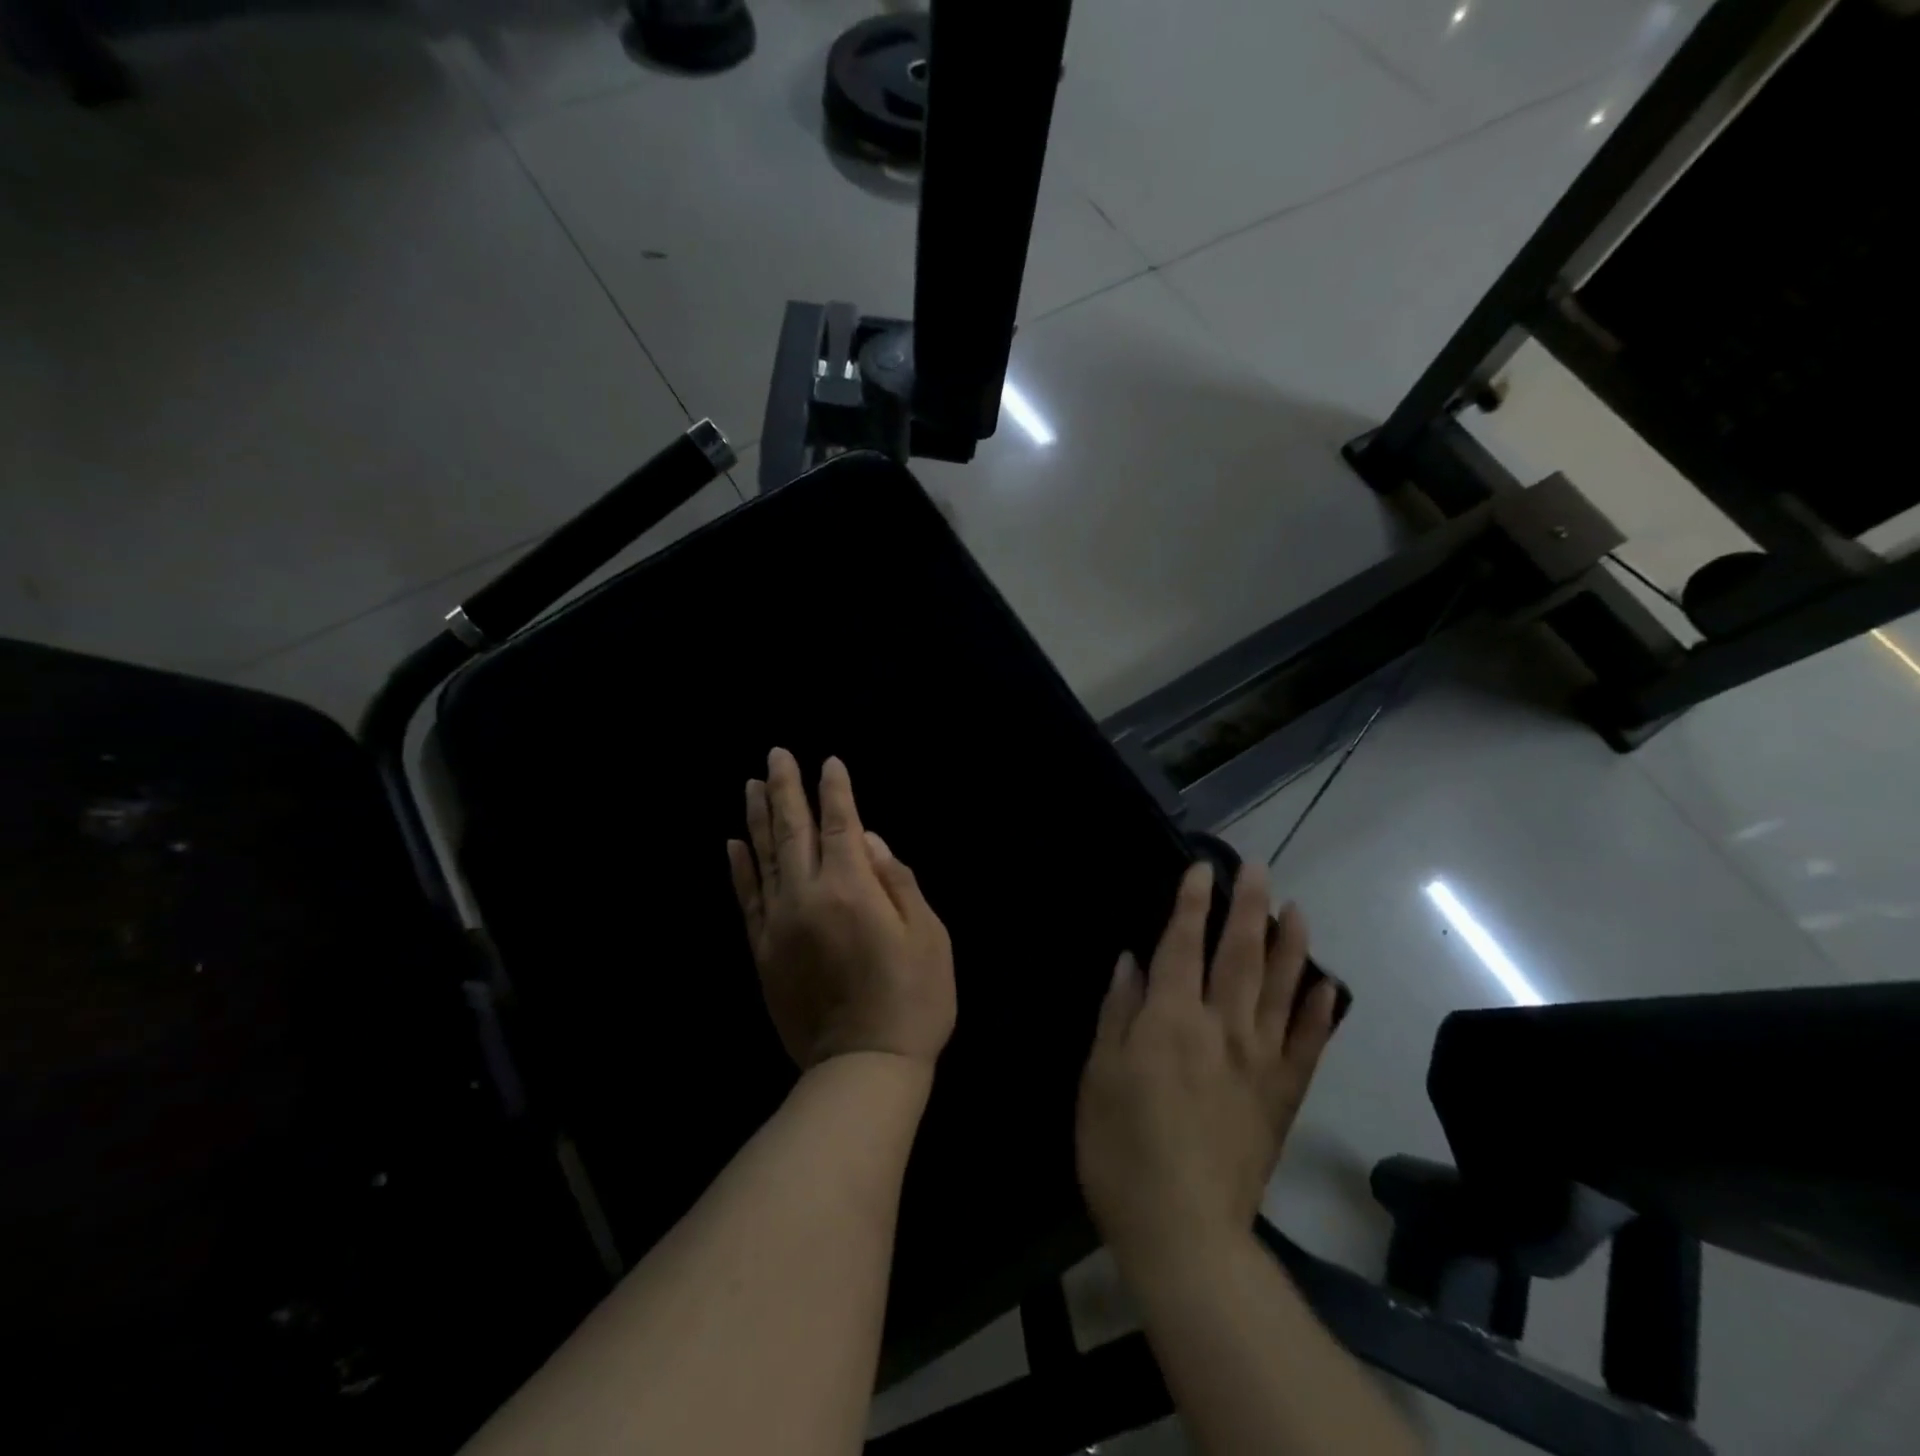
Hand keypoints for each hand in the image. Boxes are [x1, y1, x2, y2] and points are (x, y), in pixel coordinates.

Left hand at [727, 748, 955, 1071]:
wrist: (863, 1068)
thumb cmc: (912, 998)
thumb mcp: (928, 935)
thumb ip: (896, 880)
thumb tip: (868, 840)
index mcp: (851, 888)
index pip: (841, 823)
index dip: (836, 790)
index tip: (829, 762)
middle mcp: (807, 896)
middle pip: (793, 830)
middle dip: (786, 789)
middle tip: (776, 754)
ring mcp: (778, 924)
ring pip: (763, 857)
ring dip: (757, 818)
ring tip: (751, 785)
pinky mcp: (763, 952)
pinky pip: (747, 899)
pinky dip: (740, 868)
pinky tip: (733, 845)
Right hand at [1076, 862, 1340, 1274]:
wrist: (1184, 1232)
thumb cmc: (1122, 1149)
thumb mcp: (1099, 1076)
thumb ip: (1118, 1012)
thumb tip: (1131, 960)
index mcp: (1170, 1021)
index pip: (1182, 946)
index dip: (1190, 904)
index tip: (1201, 868)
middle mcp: (1221, 1028)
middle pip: (1239, 955)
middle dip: (1248, 907)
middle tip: (1260, 870)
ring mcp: (1259, 1062)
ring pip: (1280, 989)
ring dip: (1291, 946)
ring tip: (1298, 910)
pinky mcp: (1282, 1096)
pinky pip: (1307, 1046)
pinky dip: (1319, 1012)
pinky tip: (1327, 985)